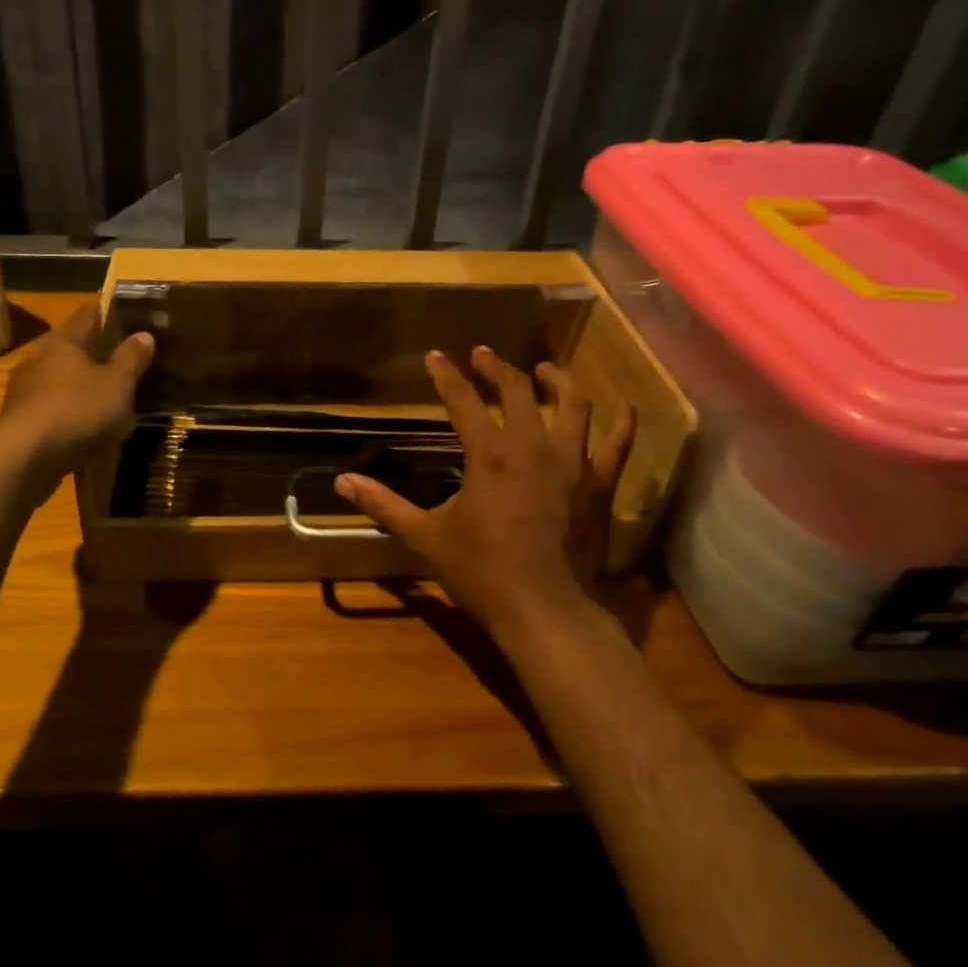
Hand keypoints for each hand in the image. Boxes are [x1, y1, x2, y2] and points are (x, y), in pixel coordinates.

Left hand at [0, 303, 153, 481]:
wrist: (24, 460)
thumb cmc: (76, 410)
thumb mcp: (117, 385)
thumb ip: (131, 359)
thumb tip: (144, 334)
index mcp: (63, 342)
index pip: (88, 314)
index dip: (107, 310)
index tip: (126, 309)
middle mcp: (38, 359)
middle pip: (71, 348)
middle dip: (94, 352)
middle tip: (122, 358)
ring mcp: (23, 391)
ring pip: (59, 380)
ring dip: (79, 385)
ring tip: (106, 395)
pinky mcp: (18, 422)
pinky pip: (51, 409)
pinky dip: (68, 412)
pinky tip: (84, 426)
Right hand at [336, 346, 632, 638]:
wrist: (545, 611)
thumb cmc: (482, 571)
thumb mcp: (425, 536)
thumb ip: (384, 505)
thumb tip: (341, 482)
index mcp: (489, 453)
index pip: (463, 401)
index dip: (447, 376)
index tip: (436, 357)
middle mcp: (532, 446)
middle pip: (516, 391)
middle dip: (497, 368)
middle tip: (483, 355)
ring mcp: (572, 464)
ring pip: (572, 406)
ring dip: (557, 382)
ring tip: (545, 370)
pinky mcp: (599, 486)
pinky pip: (617, 447)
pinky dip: (623, 425)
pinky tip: (626, 407)